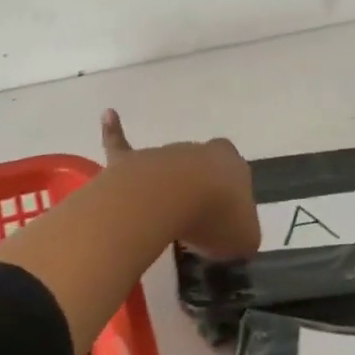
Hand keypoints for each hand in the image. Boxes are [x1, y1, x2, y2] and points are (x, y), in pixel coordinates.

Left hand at [100, 109, 259, 260]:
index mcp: (235, 167)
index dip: (231, 202)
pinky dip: (114, 132)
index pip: (238, 178)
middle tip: (197, 221)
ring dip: (167, 187)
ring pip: (168, 168)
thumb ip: (242, 236)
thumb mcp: (244, 239)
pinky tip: (109, 115)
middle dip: (200, 190)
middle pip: (203, 170)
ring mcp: (166, 154)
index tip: (224, 224)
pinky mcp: (132, 161)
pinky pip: (121, 145)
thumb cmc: (215, 218)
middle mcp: (203, 153)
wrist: (170, 198)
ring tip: (164, 217)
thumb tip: (232, 239)